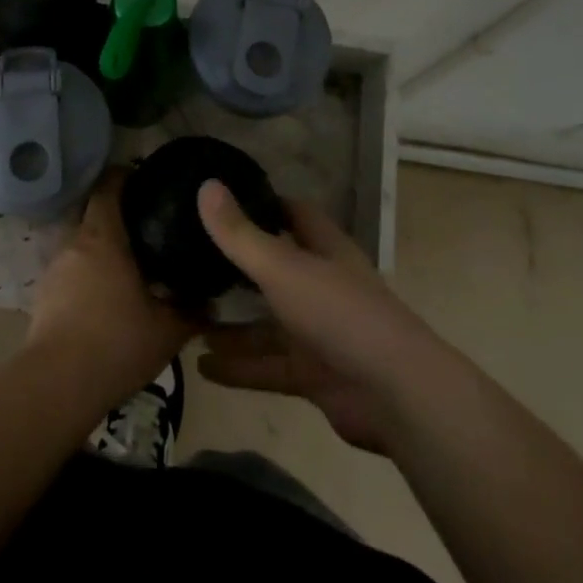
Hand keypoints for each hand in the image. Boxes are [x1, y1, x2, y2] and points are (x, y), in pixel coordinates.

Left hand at [27, 171, 197, 411]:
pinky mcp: (42, 296)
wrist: (57, 385)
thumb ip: (191, 313)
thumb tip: (213, 305)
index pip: (107, 187)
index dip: (123, 177)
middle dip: (112, 214)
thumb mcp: (165, 330)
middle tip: (141, 225)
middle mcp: (74, 243)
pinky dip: (84, 275)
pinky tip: (102, 297)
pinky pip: (68, 271)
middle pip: (90, 213)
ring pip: (78, 244)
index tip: (142, 178)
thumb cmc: (116, 343)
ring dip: (97, 248)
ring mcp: (53, 269)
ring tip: (124, 264)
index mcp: (103, 237)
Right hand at [195, 180, 437, 453]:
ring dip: (231, 323)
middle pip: (274, 268)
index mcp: (324, 250)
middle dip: (236, 266)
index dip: (260, 204)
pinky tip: (202, 366)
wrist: (398, 397)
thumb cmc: (340, 314)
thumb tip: (205, 185)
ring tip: (185, 315)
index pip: (292, 214)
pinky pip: (268, 366)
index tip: (220, 199)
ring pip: (267, 322)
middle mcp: (321, 285)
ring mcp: (319, 333)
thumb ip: (240, 234)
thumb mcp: (283, 268)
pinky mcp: (314, 375)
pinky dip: (238, 367)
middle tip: (189, 258)